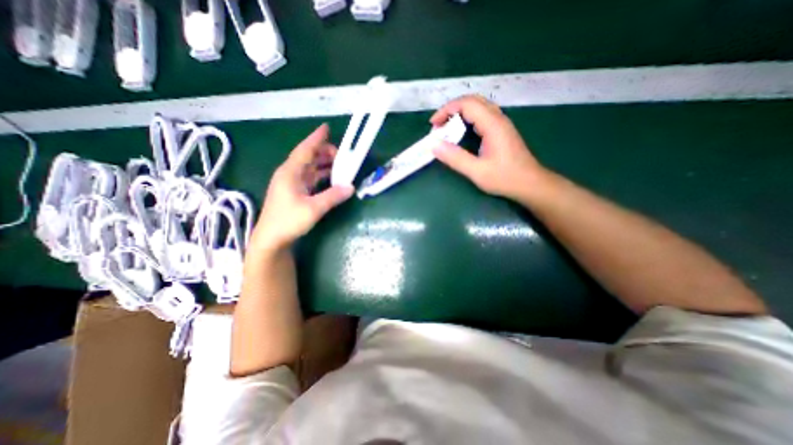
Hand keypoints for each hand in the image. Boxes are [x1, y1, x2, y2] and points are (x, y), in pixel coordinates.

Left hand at [255, 124, 351, 249]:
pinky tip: (331, 178)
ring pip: (310, 168)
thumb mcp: (313, 208)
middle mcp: (290, 174)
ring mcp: (291, 184)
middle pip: (308, 157)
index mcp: (290, 173)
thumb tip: (351, 187)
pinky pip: (311, 178)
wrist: (271, 239)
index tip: (326, 127)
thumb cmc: (288, 221)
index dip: (316, 138)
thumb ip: (333, 196)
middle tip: (342, 154)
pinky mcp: (295, 193)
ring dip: (324, 165)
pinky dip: (322, 176)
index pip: (305, 150)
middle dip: (324, 153)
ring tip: (340, 164)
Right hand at [432, 96, 548, 200]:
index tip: (433, 125)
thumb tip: (434, 145)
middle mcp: (498, 119)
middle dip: (452, 109)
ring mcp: (501, 124)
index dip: (447, 110)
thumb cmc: (505, 178)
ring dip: (460, 113)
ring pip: (478, 107)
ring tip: (446, 128)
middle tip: (438, 126)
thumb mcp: (476, 171)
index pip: (467, 104)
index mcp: (492, 125)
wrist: (530, 184)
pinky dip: (467, 119)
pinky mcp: (502, 131)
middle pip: (473, 101)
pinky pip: (482, 116)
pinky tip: (461, 132)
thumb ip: (455, 158)